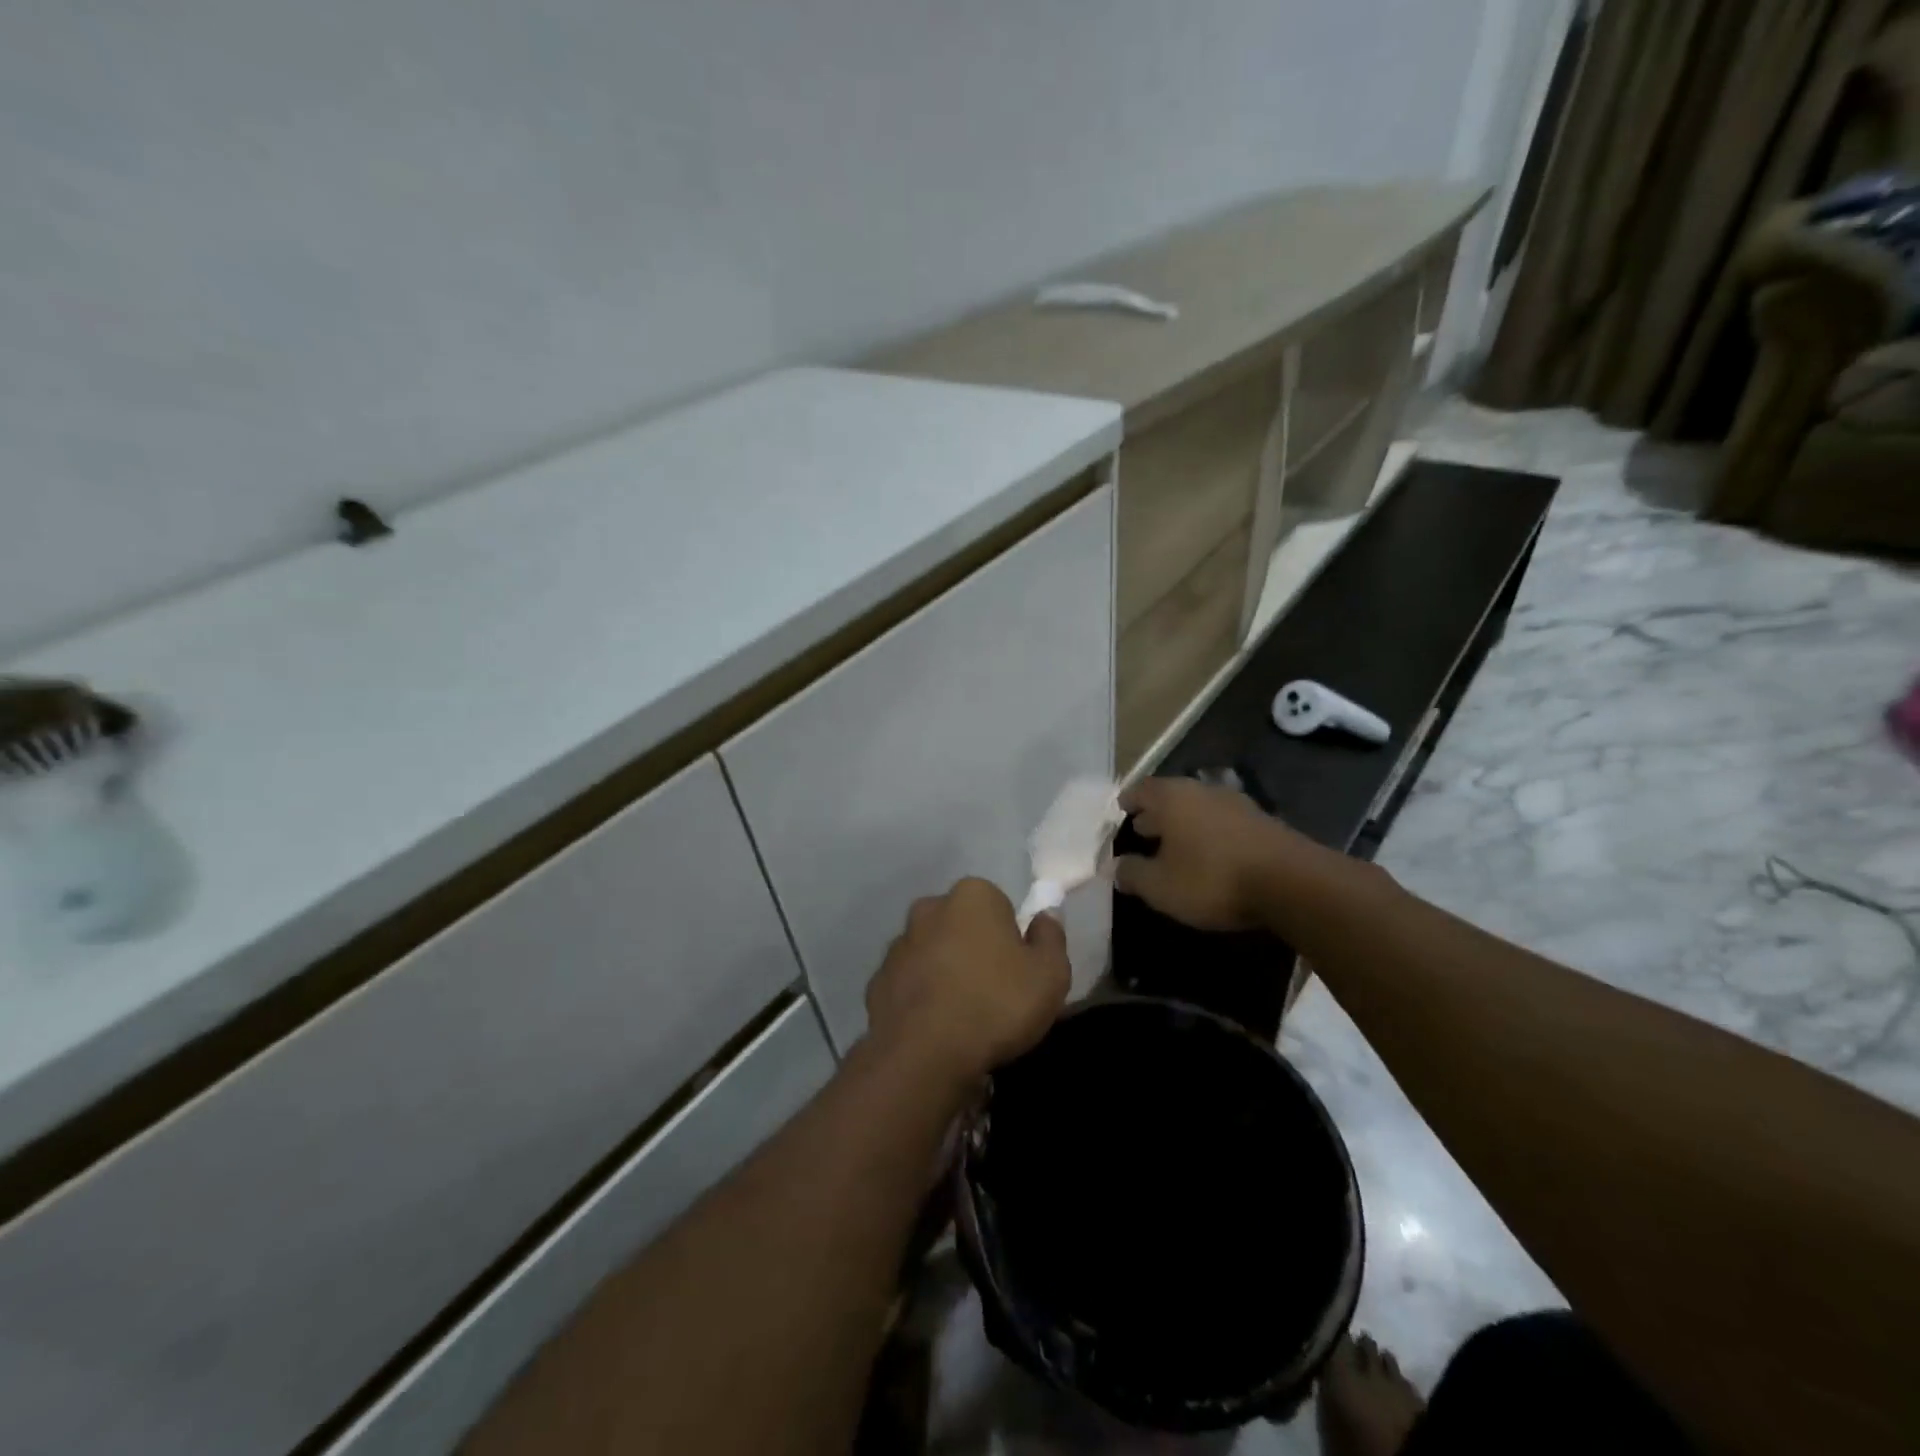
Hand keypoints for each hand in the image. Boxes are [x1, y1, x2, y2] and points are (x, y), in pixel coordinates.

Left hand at [866, 877, 1070, 1084]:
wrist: (924, 1055)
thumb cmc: (997, 1004)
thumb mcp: (1050, 974)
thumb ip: (1051, 937)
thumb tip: (1046, 916)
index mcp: (972, 896)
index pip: (999, 904)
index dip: (1012, 937)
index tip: (1019, 970)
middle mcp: (929, 908)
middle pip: (962, 924)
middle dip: (975, 948)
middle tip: (994, 991)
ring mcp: (898, 944)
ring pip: (932, 952)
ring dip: (945, 971)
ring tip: (964, 1015)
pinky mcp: (878, 980)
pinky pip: (910, 983)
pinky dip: (921, 997)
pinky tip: (935, 1027)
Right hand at [1113, 777, 1323, 932]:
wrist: (1292, 883)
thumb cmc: (1212, 879)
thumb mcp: (1160, 886)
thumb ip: (1132, 874)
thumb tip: (1114, 867)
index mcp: (1172, 798)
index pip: (1140, 789)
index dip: (1128, 801)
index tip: (1120, 812)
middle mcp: (1202, 791)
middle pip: (1171, 796)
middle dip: (1155, 813)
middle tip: (1143, 831)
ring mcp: (1236, 804)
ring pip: (1199, 808)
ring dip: (1184, 824)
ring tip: (1175, 846)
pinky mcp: (1262, 822)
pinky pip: (1223, 822)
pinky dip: (1210, 834)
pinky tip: (1210, 855)